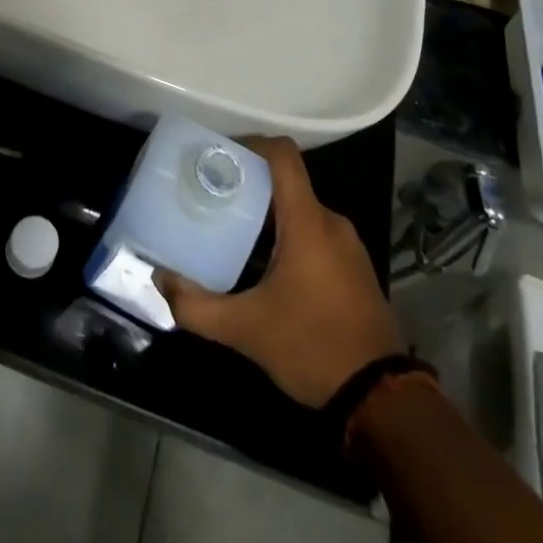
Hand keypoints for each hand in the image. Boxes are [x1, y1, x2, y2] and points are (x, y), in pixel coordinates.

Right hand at [156, 137, 403, 407]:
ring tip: (232, 230)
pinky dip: (288, 235)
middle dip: (249, 184)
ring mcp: (348, 245)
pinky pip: (316, 233)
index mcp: (307, 221)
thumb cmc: (312, 347)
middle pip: (287, 182)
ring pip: (300, 210)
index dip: (251, 143)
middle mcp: (331, 222)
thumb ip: (197, 305)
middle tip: (213, 197)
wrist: (382, 399)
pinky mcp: (355, 268)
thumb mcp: (245, 330)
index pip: (282, 155)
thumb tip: (160, 280)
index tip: (219, 155)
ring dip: (268, 214)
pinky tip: (265, 264)